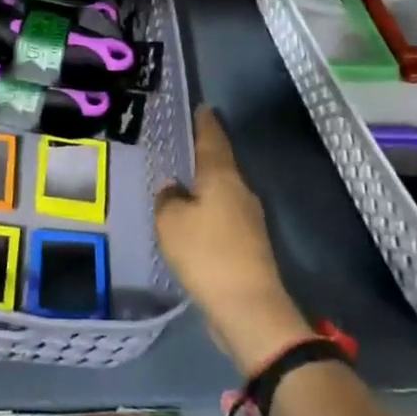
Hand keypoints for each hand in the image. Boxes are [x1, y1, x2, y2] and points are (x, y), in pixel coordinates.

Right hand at [154, 106, 312, 376]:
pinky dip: (207, 210)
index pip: (213, 139)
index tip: (202, 107)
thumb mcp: (171, 222)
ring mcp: (249, 219)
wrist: (248, 308)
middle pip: (220, 164)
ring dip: (204, 184)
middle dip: (203, 153)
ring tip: (181, 180)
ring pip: (222, 191)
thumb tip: (174, 188)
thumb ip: (168, 199)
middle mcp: (240, 192)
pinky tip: (191, 218)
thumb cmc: (206, 254)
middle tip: (182, 143)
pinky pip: (223, 215)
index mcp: (222, 178)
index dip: (205, 123)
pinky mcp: (248, 245)